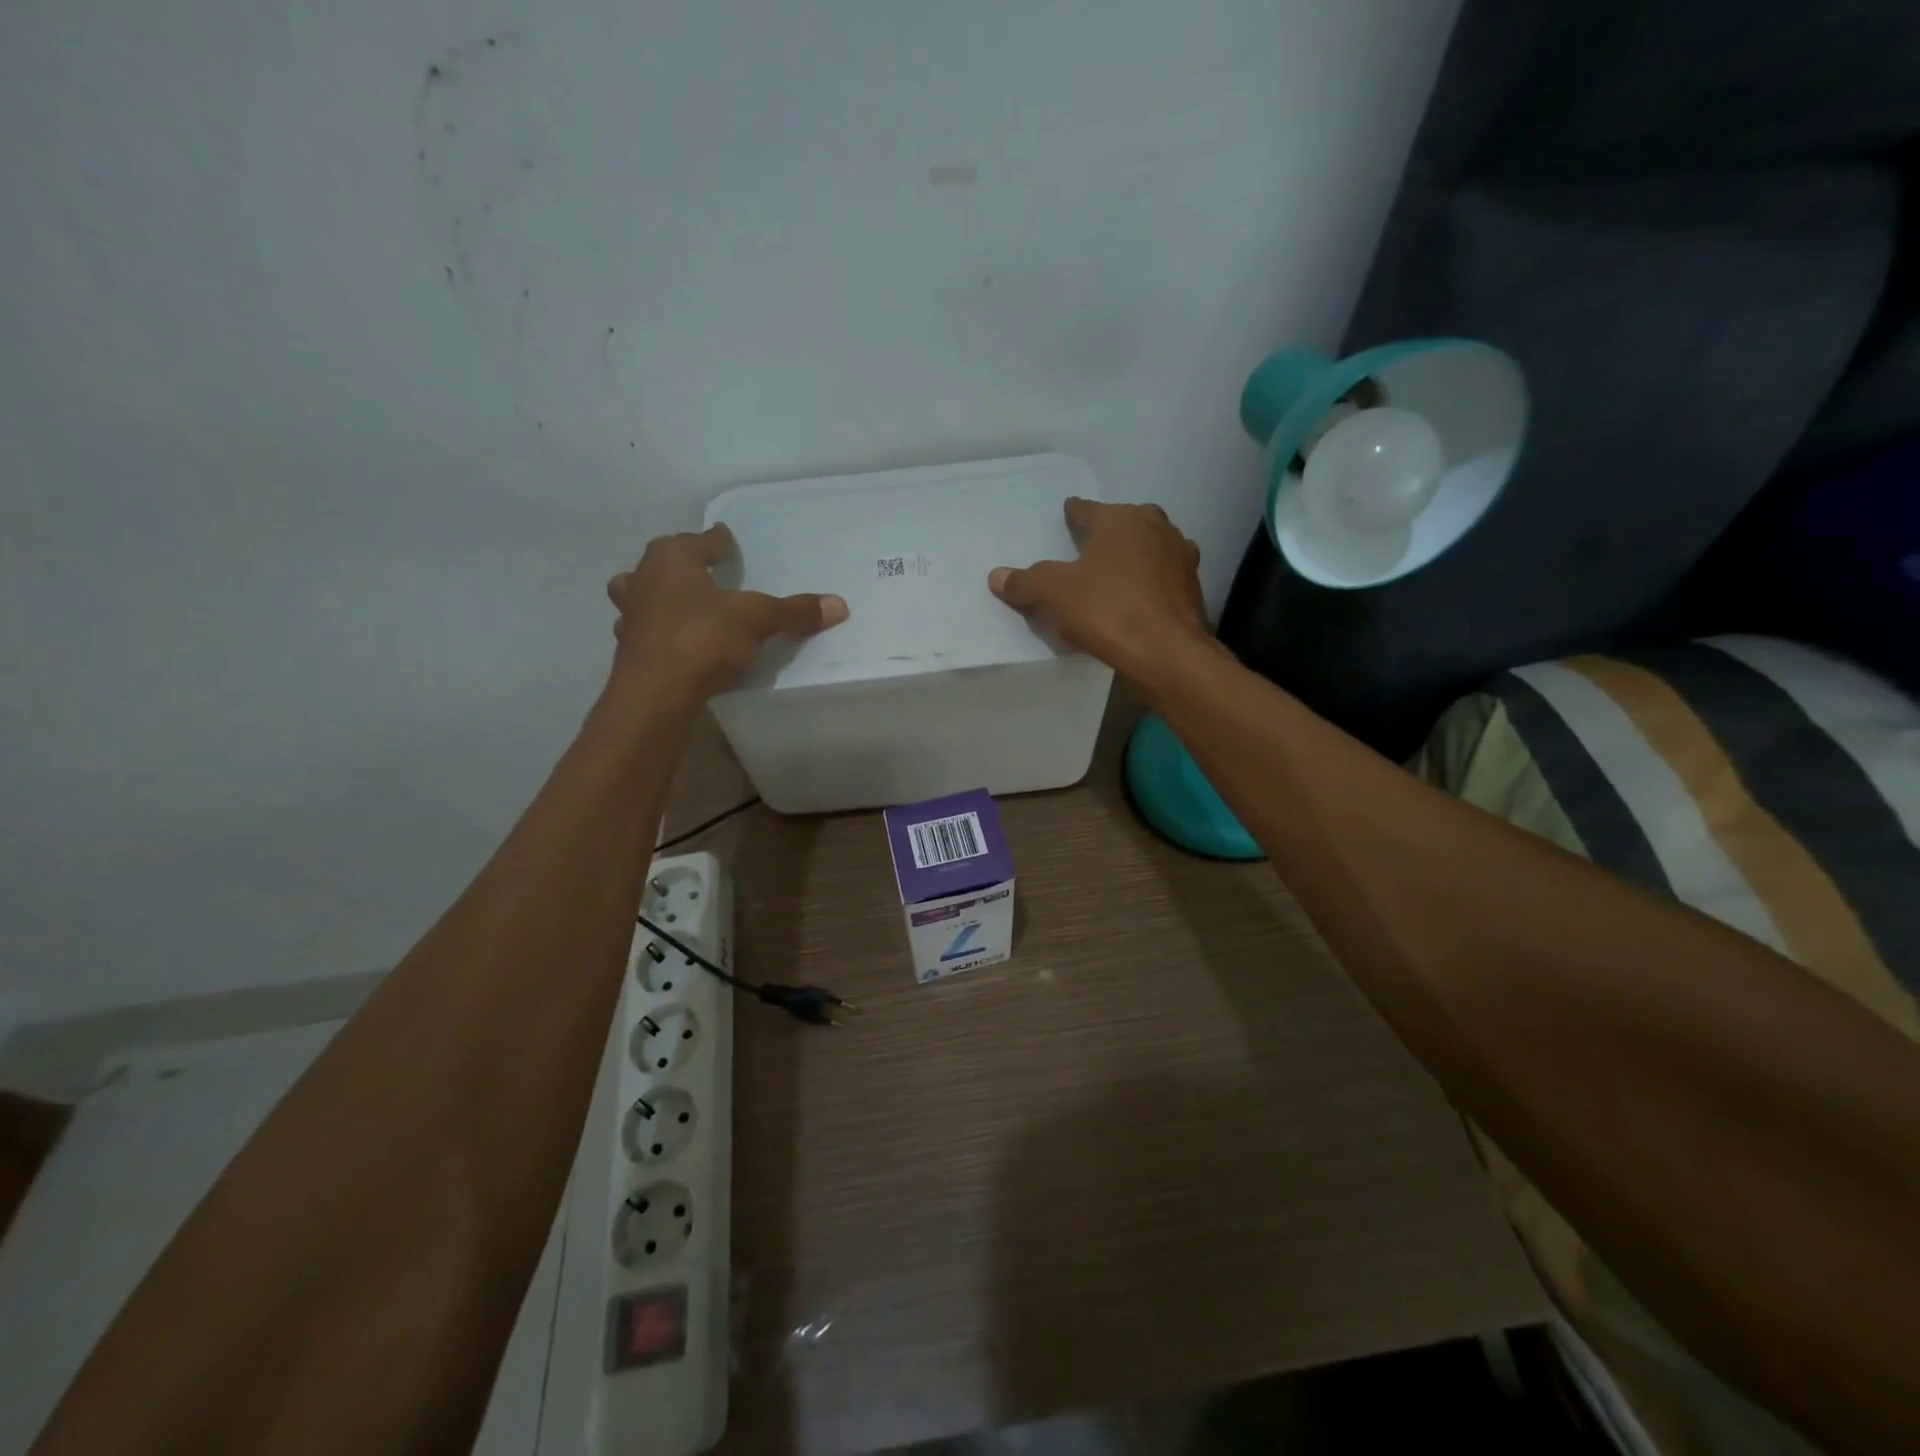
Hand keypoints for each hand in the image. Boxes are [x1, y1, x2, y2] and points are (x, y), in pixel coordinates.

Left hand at [606, 524, 847, 706]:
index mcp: (672, 558)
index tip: (727, 540)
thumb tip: (839, 605)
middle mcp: (643, 578)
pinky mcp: (628, 648)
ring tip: (683, 604)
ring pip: (641, 593)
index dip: (718, 541)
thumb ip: (794, 611)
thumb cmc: (703, 638)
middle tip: (705, 571)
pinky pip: (645, 629)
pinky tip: (675, 642)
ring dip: (659, 596)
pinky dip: (659, 631)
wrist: (655, 694)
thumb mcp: (758, 620)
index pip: (700, 540)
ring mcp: (630, 614)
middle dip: (682, 564)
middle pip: (664, 562)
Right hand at [989, 499, 1209, 683]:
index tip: (1067, 513)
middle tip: (1090, 545)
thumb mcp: (1053, 594)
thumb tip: (997, 576)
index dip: (1074, 513)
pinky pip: (1161, 579)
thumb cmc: (1108, 610)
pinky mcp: (1192, 590)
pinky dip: (1148, 584)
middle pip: (1126, 523)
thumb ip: (1025, 581)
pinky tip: (1136, 600)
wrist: (1167, 653)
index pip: (1089, 510)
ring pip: (1150, 549)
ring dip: (1134, 556)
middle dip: (1109, 531)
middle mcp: (1156, 529)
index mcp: (1122, 519)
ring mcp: (1180, 559)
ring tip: (1114, 572)